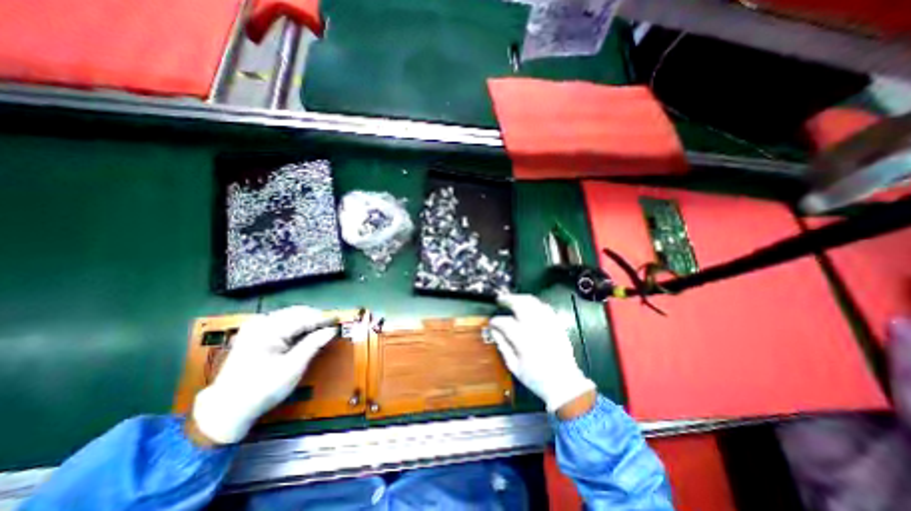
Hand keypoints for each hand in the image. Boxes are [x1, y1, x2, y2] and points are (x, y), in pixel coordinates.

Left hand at [190, 307, 336, 442]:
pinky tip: (304, 333)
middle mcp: (260, 322)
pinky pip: (282, 321)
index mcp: (267, 331)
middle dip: (315, 318)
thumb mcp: (292, 368)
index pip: (303, 317)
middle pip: (297, 313)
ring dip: (307, 321)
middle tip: (331, 327)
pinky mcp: (254, 332)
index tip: (339, 320)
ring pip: (290, 315)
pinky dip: (296, 325)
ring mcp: (255, 326)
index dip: (323, 318)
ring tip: (320, 330)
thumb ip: (313, 344)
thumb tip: (332, 330)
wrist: (227, 409)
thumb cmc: (262, 390)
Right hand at [491, 295, 598, 414]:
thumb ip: (502, 346)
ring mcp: (548, 324)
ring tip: (513, 300)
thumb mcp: (514, 366)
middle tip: (500, 300)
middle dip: (508, 300)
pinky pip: (545, 307)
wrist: (564, 384)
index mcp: (524, 340)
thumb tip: (493, 331)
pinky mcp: (557, 325)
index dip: (496, 321)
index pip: (506, 322)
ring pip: (533, 302)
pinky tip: (529, 306)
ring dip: (521, 298)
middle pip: (520, 304)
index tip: (491, 322)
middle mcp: (536, 328)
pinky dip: (535, 304)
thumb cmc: (536, 378)